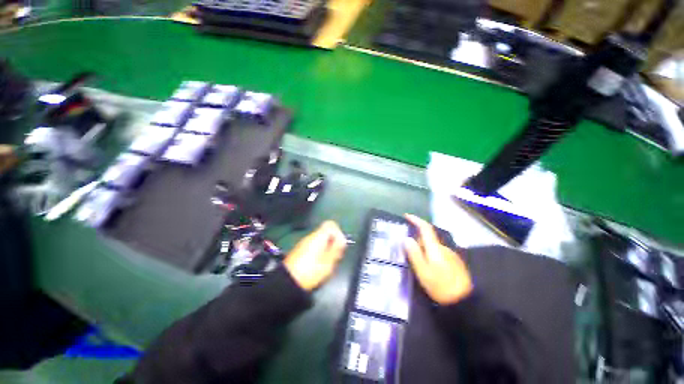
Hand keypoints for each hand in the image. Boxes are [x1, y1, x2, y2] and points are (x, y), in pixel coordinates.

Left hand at [284, 221, 346, 290]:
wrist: (288, 282)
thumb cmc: (310, 272)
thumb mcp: (328, 262)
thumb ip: (336, 249)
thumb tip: (342, 240)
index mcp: (318, 237)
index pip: (331, 224)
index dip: (338, 232)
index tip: (339, 245)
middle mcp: (310, 236)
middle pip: (326, 232)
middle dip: (333, 242)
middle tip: (335, 256)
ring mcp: (304, 243)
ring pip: (320, 239)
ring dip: (326, 247)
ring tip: (327, 262)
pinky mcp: (300, 250)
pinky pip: (314, 245)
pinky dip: (319, 251)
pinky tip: (318, 264)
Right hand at [404, 214, 472, 304]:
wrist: (465, 301)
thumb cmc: (441, 286)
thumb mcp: (423, 272)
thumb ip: (414, 254)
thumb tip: (406, 238)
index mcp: (435, 248)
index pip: (425, 228)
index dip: (415, 220)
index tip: (406, 216)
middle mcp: (444, 248)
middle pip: (428, 238)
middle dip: (417, 240)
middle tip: (406, 251)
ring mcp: (451, 255)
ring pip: (433, 247)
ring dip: (424, 249)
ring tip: (416, 262)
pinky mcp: (454, 262)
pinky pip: (438, 253)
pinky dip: (431, 255)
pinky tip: (429, 268)